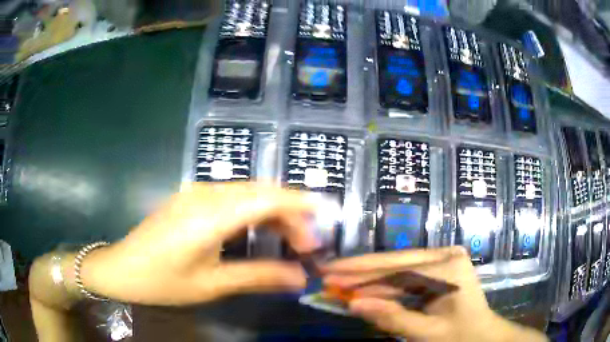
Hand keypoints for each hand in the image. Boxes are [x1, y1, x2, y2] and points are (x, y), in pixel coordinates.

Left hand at [79, 182, 319, 305]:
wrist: (121, 269)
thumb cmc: (163, 281)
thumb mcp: (212, 284)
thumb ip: (258, 277)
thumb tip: (299, 278)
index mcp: (209, 215)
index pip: (266, 198)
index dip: (299, 206)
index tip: (323, 221)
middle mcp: (204, 195)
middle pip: (260, 192)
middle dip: (290, 214)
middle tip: (305, 245)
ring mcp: (195, 193)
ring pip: (246, 192)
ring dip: (271, 212)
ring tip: (286, 240)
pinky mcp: (189, 199)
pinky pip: (230, 197)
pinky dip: (252, 211)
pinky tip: (256, 230)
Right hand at [323, 247, 547, 341]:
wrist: (481, 333)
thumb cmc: (459, 335)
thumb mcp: (426, 333)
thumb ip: (391, 318)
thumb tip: (353, 305)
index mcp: (449, 268)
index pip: (398, 272)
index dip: (361, 278)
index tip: (330, 278)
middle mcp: (446, 255)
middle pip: (396, 262)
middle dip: (360, 270)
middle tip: (327, 271)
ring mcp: (443, 257)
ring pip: (397, 266)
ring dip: (368, 275)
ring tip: (338, 278)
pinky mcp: (437, 266)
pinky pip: (404, 273)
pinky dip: (382, 282)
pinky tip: (362, 285)